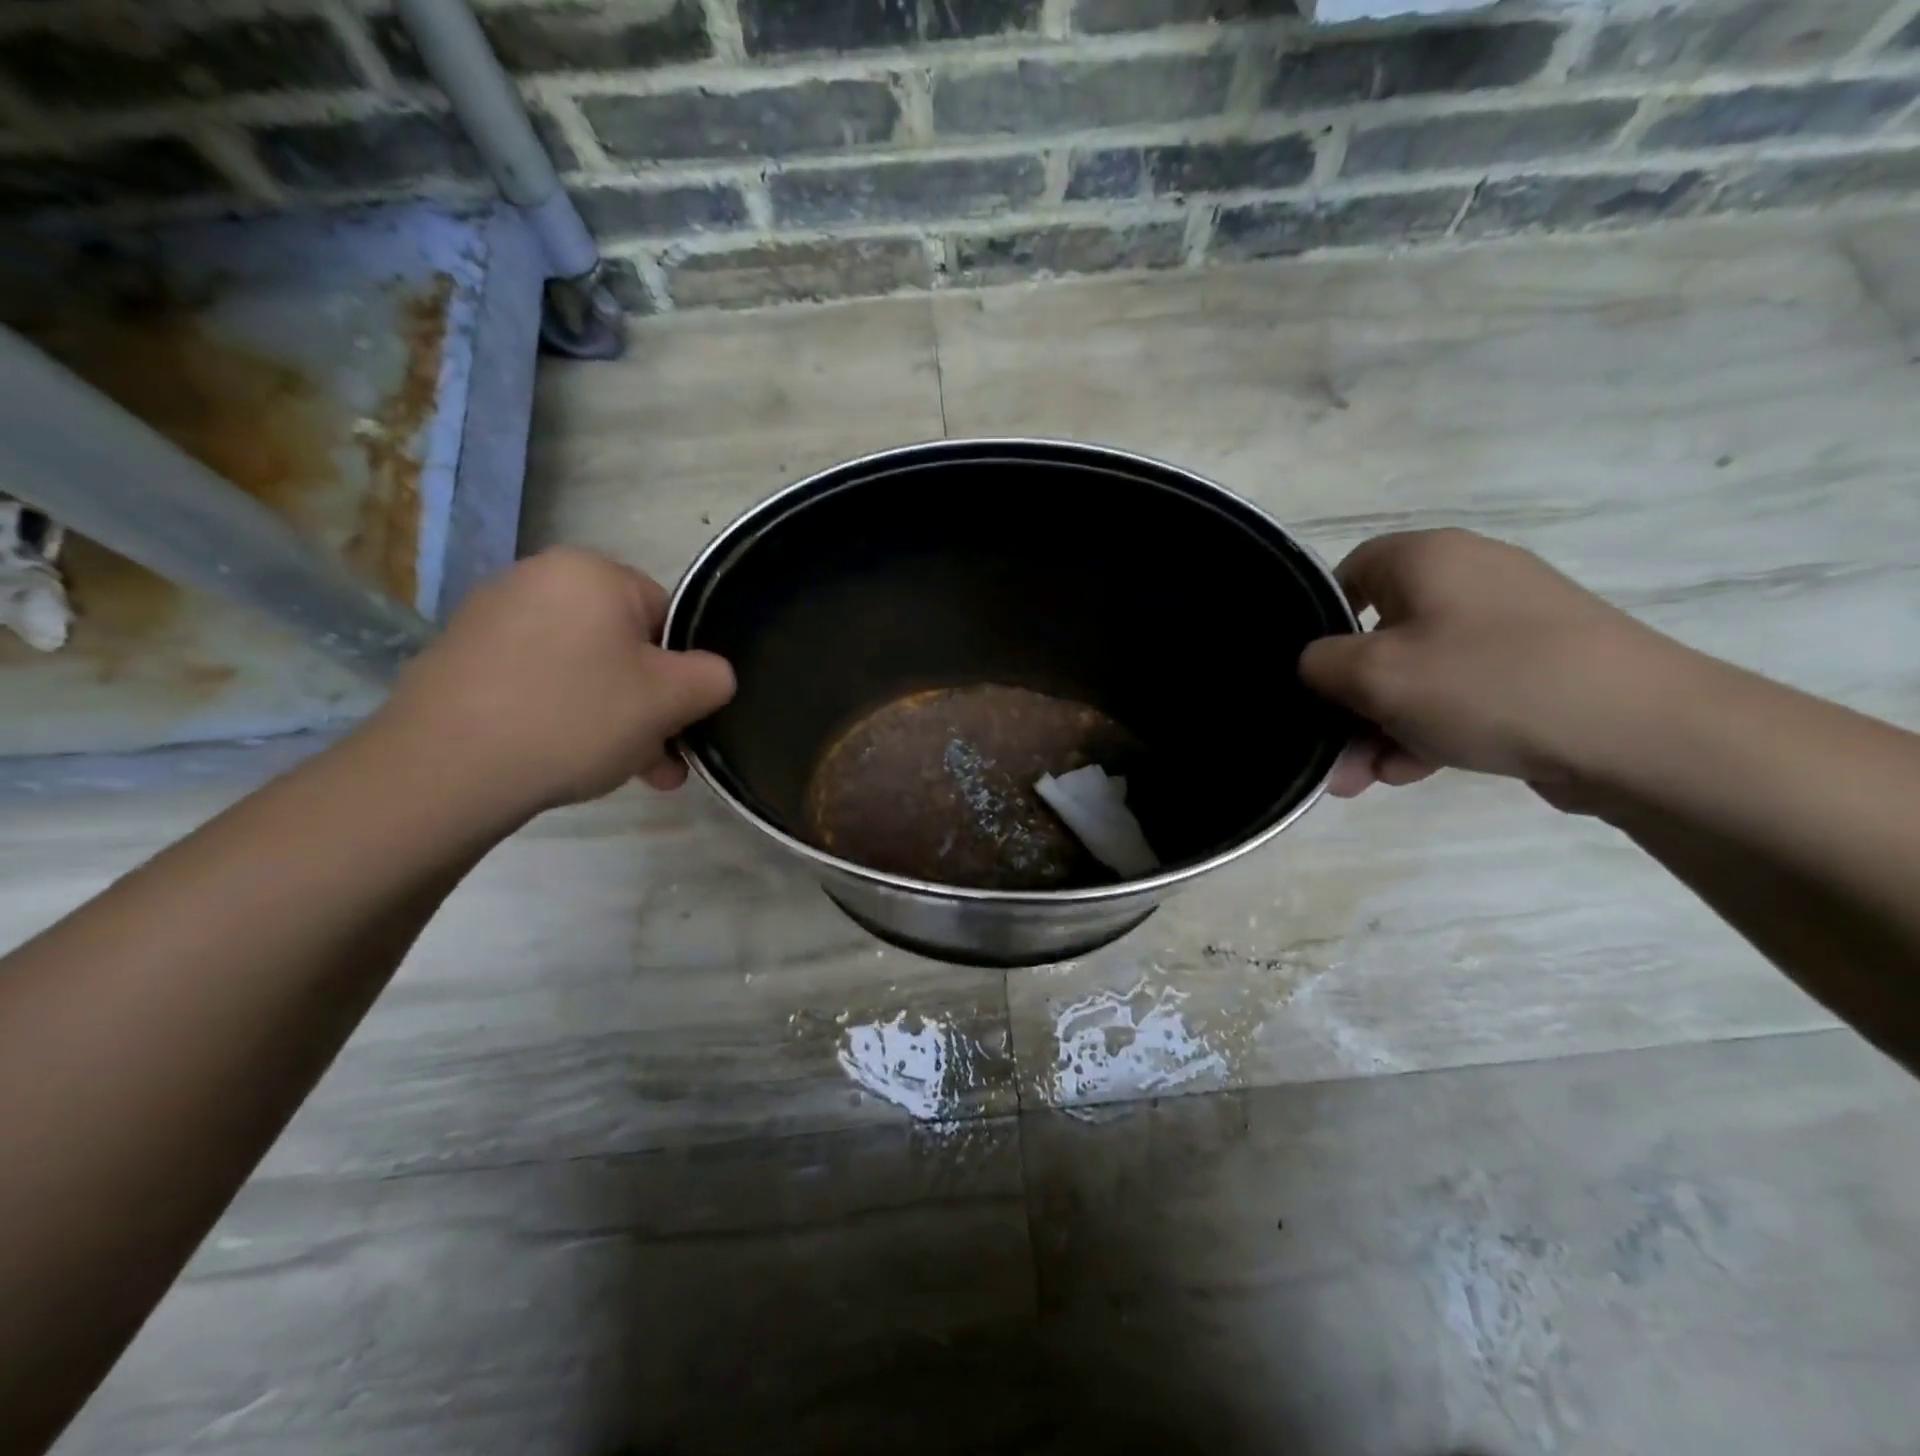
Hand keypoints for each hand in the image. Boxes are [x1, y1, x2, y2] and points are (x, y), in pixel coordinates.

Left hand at [368, 547, 735, 817]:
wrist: (443, 769)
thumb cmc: (574, 717)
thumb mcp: (671, 699)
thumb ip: (713, 677)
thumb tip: (710, 676)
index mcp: (591, 571)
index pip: (668, 615)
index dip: (683, 672)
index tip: (681, 721)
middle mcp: (539, 579)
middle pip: (626, 647)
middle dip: (651, 707)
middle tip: (661, 762)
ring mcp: (492, 618)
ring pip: (585, 670)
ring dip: (616, 721)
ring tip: (625, 774)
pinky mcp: (462, 659)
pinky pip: (540, 683)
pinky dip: (564, 717)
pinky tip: (569, 761)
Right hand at [1299, 529, 1680, 799]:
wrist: (1644, 732)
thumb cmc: (1486, 683)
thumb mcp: (1374, 674)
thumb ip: (1319, 665)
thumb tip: (1315, 665)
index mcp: (1428, 558)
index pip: (1348, 574)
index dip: (1320, 626)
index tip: (1310, 678)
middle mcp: (1468, 579)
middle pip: (1379, 637)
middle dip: (1348, 703)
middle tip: (1332, 755)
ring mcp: (1509, 626)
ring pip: (1418, 675)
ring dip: (1381, 728)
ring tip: (1362, 781)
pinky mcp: (1538, 669)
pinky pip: (1460, 694)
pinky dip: (1428, 730)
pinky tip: (1410, 773)